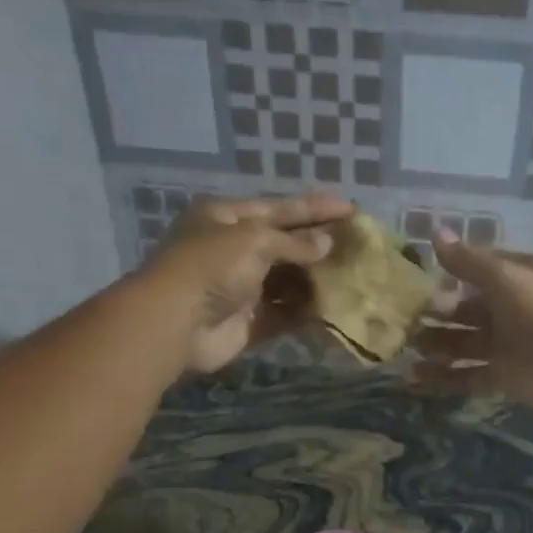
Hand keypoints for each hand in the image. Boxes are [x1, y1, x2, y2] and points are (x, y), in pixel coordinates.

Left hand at [140, 192, 352, 372]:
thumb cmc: (211, 267)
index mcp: (226, 218)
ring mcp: (241, 287)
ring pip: (286, 280)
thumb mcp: (253, 240)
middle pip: (284, 244)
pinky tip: (335, 306)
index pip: (278, 208)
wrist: (176, 324)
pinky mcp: (249, 321)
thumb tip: (327, 244)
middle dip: (318, 244)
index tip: (350, 208)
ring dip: (316, 278)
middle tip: (357, 243)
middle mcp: (232, 250)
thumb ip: (293, 242)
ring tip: (353, 274)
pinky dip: (306, 310)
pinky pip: (284, 312)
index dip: (314, 208)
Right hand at [412, 230, 532, 418]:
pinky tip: (415, 377)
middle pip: (467, 309)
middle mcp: (513, 309)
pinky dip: (444, 377)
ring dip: (436, 344)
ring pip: (464, 343)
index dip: (450, 271)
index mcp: (519, 278)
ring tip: (405, 348)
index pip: (479, 269)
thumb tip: (433, 231)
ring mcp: (508, 345)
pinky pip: (468, 375)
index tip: (415, 277)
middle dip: (437, 313)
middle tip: (402, 319)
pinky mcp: (504, 377)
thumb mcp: (506, 277)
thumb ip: (467, 261)